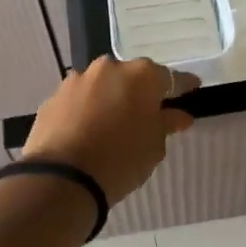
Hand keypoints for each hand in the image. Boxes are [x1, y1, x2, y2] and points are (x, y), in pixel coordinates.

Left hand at [20, 56, 197, 204]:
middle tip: (146, 114)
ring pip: (101, 86)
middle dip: (140, 92)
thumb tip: (179, 116)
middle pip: (131, 77)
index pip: (170, 78)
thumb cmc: (121, 160)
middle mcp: (108, 69)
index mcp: (141, 76)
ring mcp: (77, 80)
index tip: (191, 89)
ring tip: (112, 125)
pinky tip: (87, 132)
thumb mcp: (154, 146)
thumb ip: (166, 124)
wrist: (62, 178)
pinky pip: (78, 101)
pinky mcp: (53, 98)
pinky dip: (85, 111)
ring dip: (109, 100)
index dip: (181, 86)